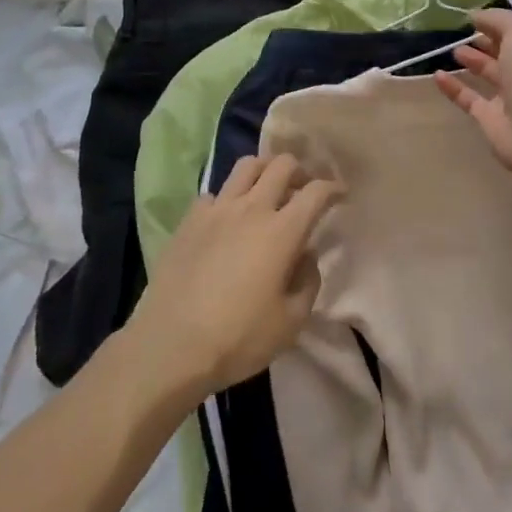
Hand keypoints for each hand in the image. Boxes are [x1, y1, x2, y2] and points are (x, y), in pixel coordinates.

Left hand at [129, 154, 338, 402]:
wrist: (170, 346)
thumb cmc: (238, 338)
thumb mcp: (291, 322)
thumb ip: (308, 282)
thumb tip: (306, 256)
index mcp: (282, 231)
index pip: (316, 192)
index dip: (333, 188)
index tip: (341, 195)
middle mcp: (251, 209)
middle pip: (282, 165)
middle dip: (301, 171)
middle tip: (305, 189)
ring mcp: (216, 210)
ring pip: (246, 166)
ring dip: (265, 170)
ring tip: (269, 189)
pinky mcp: (189, 220)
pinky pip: (215, 193)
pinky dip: (229, 197)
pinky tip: (229, 218)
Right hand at [434, 9, 511, 178]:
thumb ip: (498, 19)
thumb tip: (475, 16)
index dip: (499, 23)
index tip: (474, 16)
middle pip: (505, 53)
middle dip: (486, 42)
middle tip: (463, 33)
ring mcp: (509, 97)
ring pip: (489, 75)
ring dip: (472, 61)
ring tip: (452, 50)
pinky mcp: (490, 118)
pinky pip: (469, 98)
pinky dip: (453, 87)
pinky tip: (437, 75)